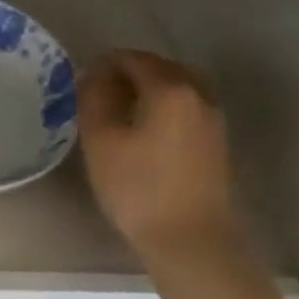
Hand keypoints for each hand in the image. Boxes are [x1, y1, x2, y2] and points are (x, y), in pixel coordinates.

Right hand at [78, 50, 243, 257]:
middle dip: (128, 73)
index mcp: (170, 88)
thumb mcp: (101, 141)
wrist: (190, 239)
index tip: (82, 80)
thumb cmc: (138, 188)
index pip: (133, 59)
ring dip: (148, 89)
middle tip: (98, 93)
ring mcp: (213, 118)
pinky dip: (164, 106)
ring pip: (177, 87)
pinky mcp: (216, 142)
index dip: (104, 63)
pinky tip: (144, 129)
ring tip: (120, 111)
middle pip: (160, 68)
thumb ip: (94, 99)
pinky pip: (187, 107)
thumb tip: (94, 76)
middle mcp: (198, 94)